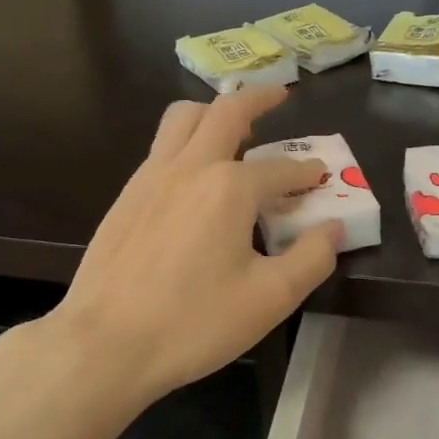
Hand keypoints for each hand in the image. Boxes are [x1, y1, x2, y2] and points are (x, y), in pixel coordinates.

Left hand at [48, 86, 339, 405]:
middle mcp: (189, 167)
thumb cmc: (193, 323)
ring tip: (232, 125)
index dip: (305, 172)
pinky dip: (184, 141)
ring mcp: (150, 177)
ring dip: (213, 111)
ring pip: (182, 118)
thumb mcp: (270, 299)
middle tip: (280, 95)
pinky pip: (160, 147)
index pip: (280, 169)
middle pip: (226, 111)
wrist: (105, 343)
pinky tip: (192, 174)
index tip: (320, 176)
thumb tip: (333, 229)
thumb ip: (312, 259)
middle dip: (259, 98)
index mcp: (229, 187)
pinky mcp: (126, 196)